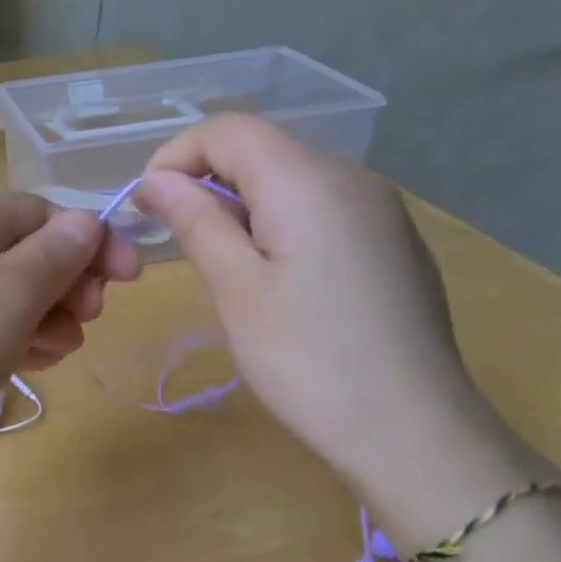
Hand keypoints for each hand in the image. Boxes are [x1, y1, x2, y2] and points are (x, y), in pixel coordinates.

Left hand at [0, 193, 139, 478]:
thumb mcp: (12, 289)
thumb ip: (59, 253)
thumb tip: (87, 223)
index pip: (45, 212)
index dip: (91, 240)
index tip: (130, 279)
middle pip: (32, 254)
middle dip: (69, 285)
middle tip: (83, 319)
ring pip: (17, 297)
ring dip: (47, 320)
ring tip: (48, 352)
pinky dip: (18, 343)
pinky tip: (28, 365)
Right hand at [139, 115, 541, 537]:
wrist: (413, 432)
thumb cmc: (308, 360)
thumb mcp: (235, 289)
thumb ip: (196, 221)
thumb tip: (158, 180)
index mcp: (309, 181)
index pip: (229, 129)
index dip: (176, 156)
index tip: (147, 208)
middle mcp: (352, 178)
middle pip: (261, 148)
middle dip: (205, 179)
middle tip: (174, 238)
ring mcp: (379, 210)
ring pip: (290, 177)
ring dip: (239, 203)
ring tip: (220, 264)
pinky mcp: (391, 242)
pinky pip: (320, 207)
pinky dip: (278, 221)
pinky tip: (274, 278)